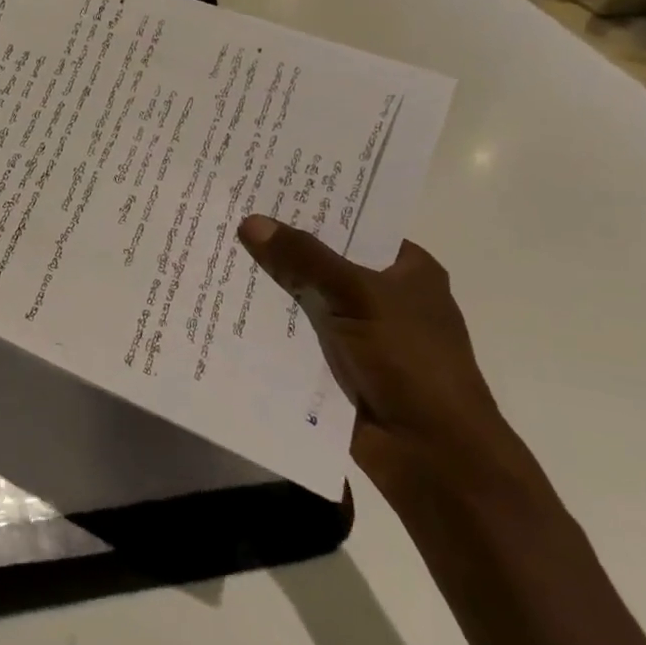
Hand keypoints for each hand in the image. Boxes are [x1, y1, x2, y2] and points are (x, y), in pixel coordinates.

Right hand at [237, 216, 532, 502]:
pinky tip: (223, 306)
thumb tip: (252, 221)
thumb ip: (305, 258)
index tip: (264, 188)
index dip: (313, 208)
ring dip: (268, 288)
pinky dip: (266, 325)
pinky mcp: (334, 365)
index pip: (354, 224)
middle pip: (323, 261)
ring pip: (303, 299)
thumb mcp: (359, 296)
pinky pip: (293, 335)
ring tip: (214, 255)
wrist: (431, 455)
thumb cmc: (411, 363)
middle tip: (226, 217)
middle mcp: (382, 296)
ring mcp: (357, 333)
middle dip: (279, 247)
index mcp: (407, 269)